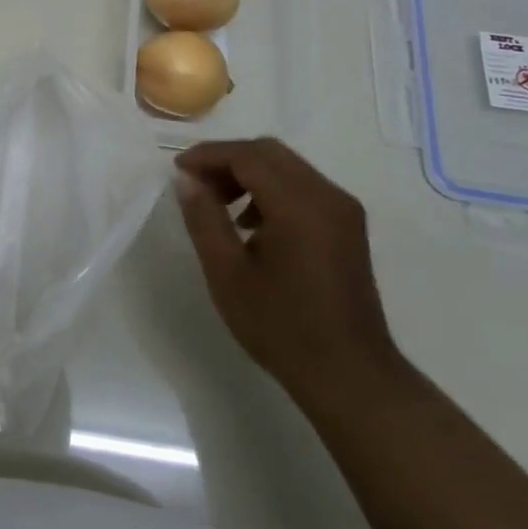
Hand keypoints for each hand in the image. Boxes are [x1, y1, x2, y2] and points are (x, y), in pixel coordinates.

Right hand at [175, 138, 403, 412]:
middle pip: (269, 152)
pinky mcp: (348, 225)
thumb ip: (204, 218)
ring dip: (249, 173)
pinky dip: (272, 189)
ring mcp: (343, 209)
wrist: (349, 375)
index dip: (207, 155)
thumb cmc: (281, 327)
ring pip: (287, 166)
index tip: (177, 170)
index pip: (246, 155)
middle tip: (196, 185)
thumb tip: (186, 179)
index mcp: (299, 204)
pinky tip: (252, 225)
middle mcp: (327, 195)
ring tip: (219, 206)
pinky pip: (303, 186)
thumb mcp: (227, 273)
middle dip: (227, 160)